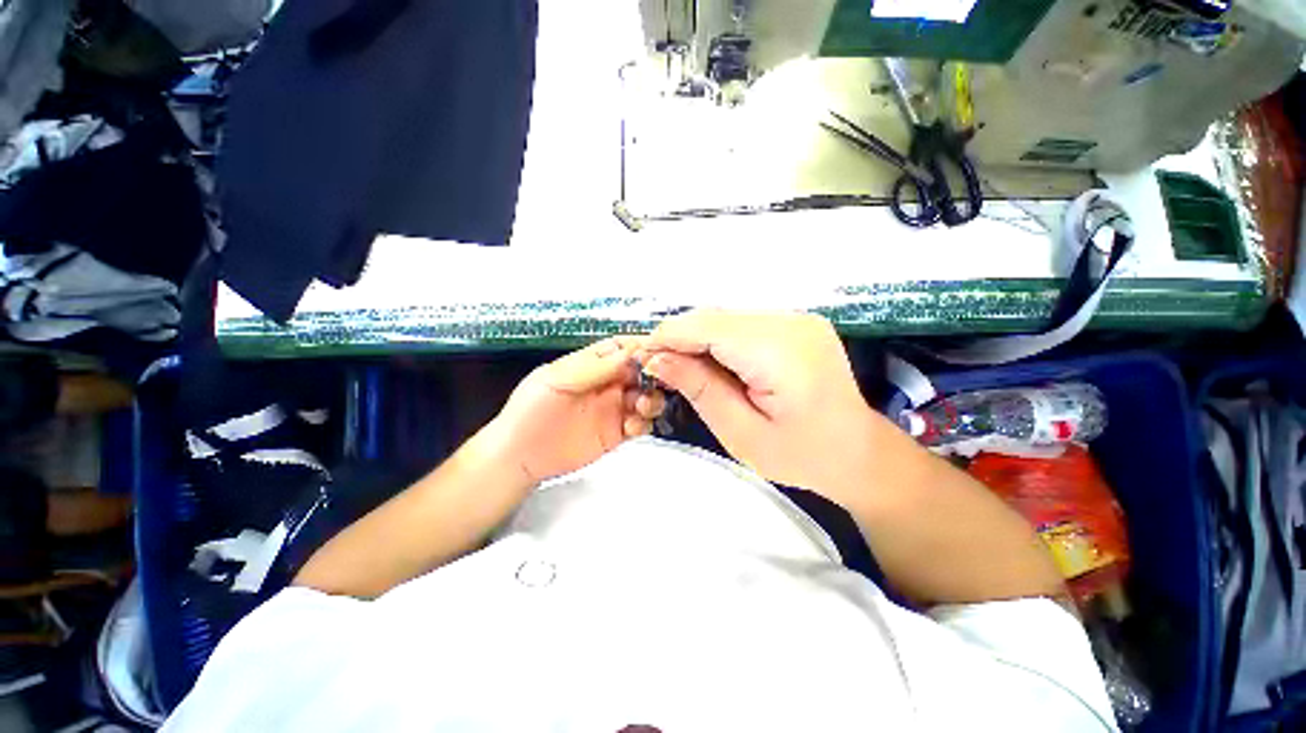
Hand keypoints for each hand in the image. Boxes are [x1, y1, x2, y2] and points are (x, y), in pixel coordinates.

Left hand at [484, 337, 665, 486]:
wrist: (519, 456)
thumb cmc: (528, 411)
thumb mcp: (555, 380)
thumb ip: (591, 367)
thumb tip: (628, 352)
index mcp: (591, 365)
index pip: (622, 348)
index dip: (640, 347)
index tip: (655, 352)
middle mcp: (606, 384)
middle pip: (641, 372)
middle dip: (653, 374)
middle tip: (658, 380)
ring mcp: (613, 408)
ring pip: (646, 397)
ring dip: (652, 399)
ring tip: (641, 406)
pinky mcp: (616, 433)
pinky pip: (641, 424)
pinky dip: (643, 423)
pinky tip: (631, 426)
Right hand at [640, 310, 879, 507]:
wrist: (858, 452)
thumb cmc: (802, 456)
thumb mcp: (741, 433)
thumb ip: (699, 389)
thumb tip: (656, 359)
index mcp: (779, 351)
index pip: (707, 327)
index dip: (668, 338)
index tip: (641, 358)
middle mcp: (789, 321)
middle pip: (714, 316)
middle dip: (679, 339)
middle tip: (659, 368)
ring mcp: (796, 317)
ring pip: (725, 316)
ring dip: (697, 339)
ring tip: (683, 368)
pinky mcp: (795, 322)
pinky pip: (742, 323)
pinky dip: (718, 339)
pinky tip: (712, 363)